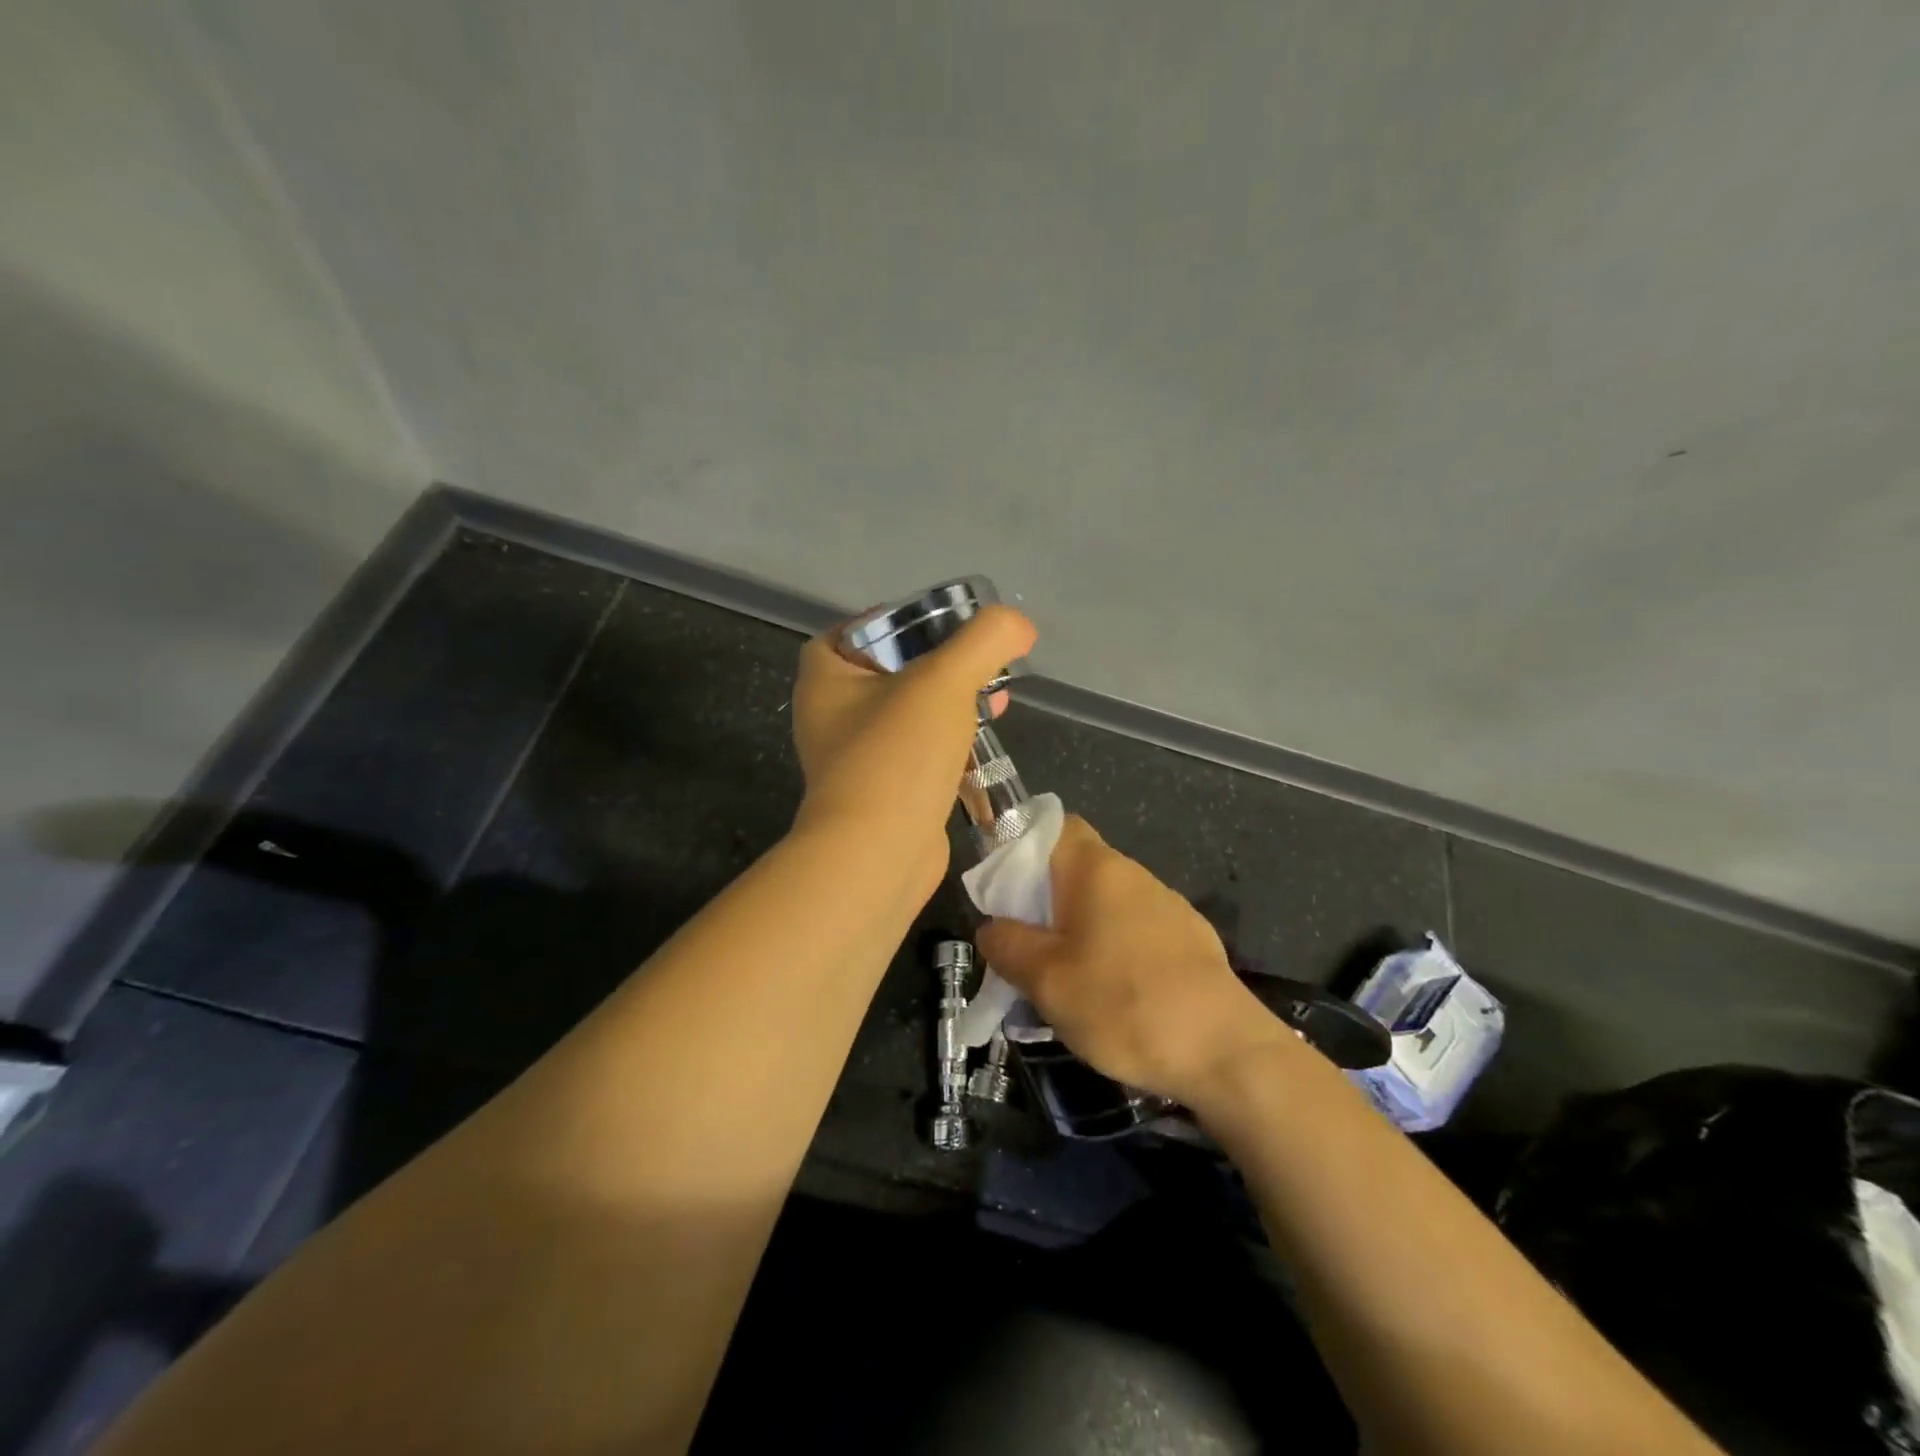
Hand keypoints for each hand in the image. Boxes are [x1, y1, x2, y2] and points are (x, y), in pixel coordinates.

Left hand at [790, 603, 1036, 888]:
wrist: (878, 857)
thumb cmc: (897, 756)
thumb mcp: (945, 680)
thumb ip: (985, 641)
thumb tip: (1018, 624)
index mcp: (825, 679)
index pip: (853, 631)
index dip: (893, 621)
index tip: (938, 624)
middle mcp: (830, 718)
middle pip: (888, 673)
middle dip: (937, 665)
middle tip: (979, 662)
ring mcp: (855, 761)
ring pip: (906, 717)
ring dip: (948, 706)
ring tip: (994, 700)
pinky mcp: (881, 796)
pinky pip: (916, 757)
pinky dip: (947, 747)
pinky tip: (983, 746)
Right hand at [976, 816, 1292, 1104]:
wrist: (1227, 1053)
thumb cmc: (1124, 1005)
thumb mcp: (1046, 981)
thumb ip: (1007, 945)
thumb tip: (991, 927)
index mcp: (1096, 869)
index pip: (1052, 826)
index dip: (1020, 848)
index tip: (1002, 893)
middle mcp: (1133, 875)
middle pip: (1074, 870)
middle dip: (1041, 903)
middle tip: (1022, 950)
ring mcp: (1167, 907)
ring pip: (1103, 905)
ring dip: (1075, 932)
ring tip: (1061, 982)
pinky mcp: (1189, 941)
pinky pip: (1133, 932)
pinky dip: (1110, 951)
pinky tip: (1110, 998)